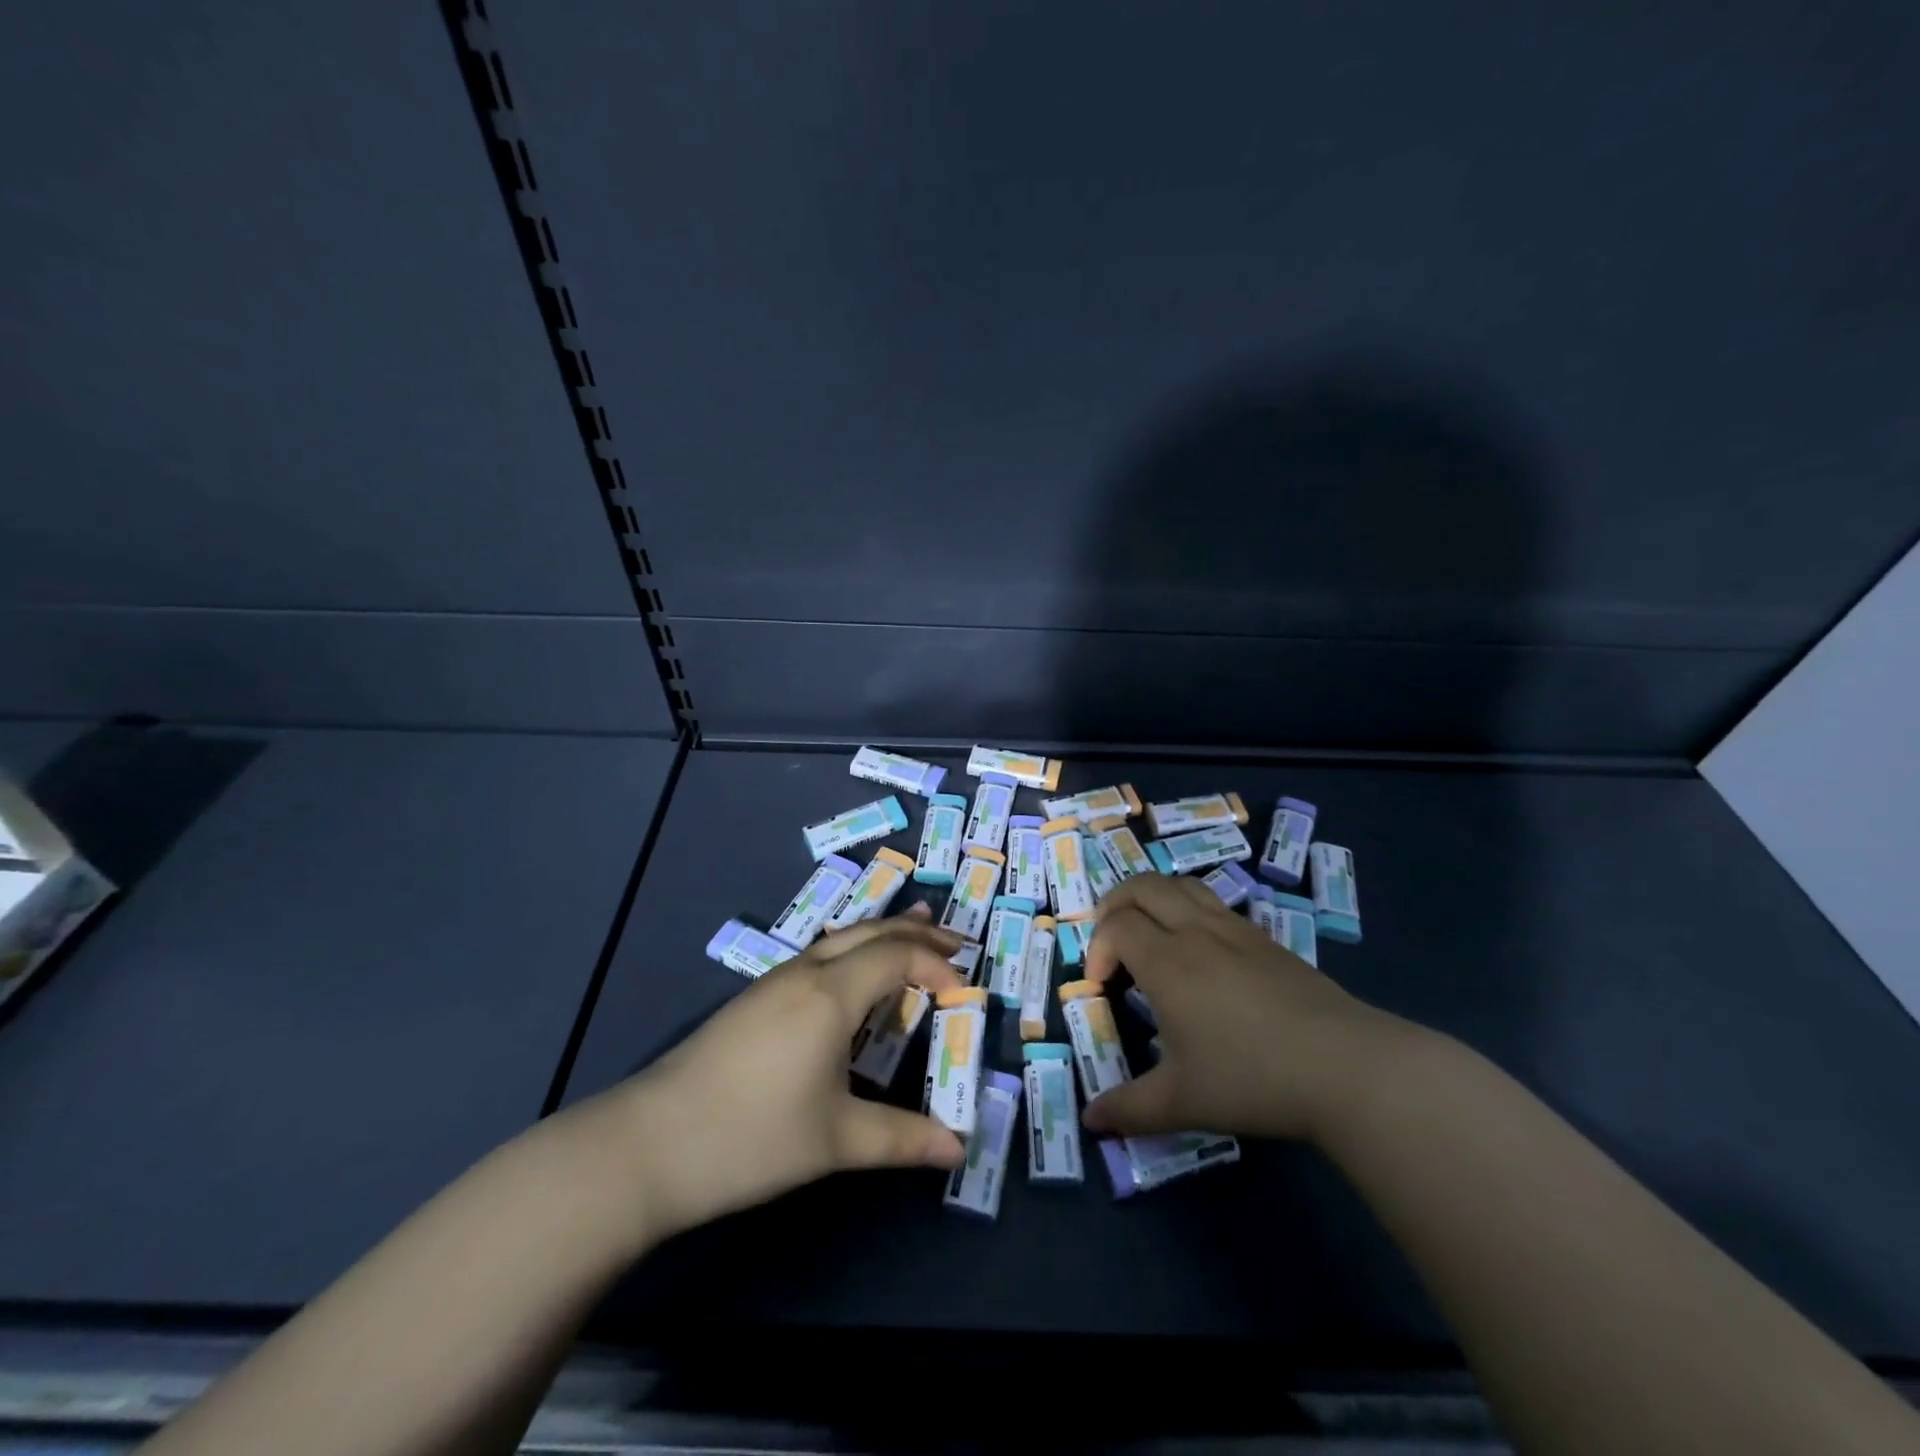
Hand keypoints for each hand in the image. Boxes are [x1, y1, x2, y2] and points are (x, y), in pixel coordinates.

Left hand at [611, 909, 967, 1239]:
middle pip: (871, 932)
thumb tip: (958, 1148)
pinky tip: (853, 973)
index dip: (936, 965)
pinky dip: (854, 950)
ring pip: (842, 938)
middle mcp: (806, 972)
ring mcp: (775, 981)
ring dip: (883, 934)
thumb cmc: (751, 1137)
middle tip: (957, 939)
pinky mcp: (755, 998)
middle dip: (917, 932)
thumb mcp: (835, 1141)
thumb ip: (902, 1138)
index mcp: (830, 994)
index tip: (965, 991)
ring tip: (915, 932)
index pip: (897, 956)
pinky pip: (820, 955)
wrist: (648, 1144)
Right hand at [1081, 875, 1401, 1141]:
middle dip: (1115, 904)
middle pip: (1143, 886)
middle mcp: (1196, 932)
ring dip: (1153, 898)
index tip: (1102, 986)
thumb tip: (1092, 1121)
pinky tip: (1201, 952)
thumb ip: (1130, 1109)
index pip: (1116, 925)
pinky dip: (1189, 909)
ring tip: (1150, 933)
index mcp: (1167, 962)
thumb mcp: (1182, 1102)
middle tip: (1112, 941)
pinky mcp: (1266, 938)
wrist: (1346, 1067)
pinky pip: (1214, 904)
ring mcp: (1235, 929)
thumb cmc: (1252, 1078)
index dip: (1097, 948)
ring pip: (1182, 885)